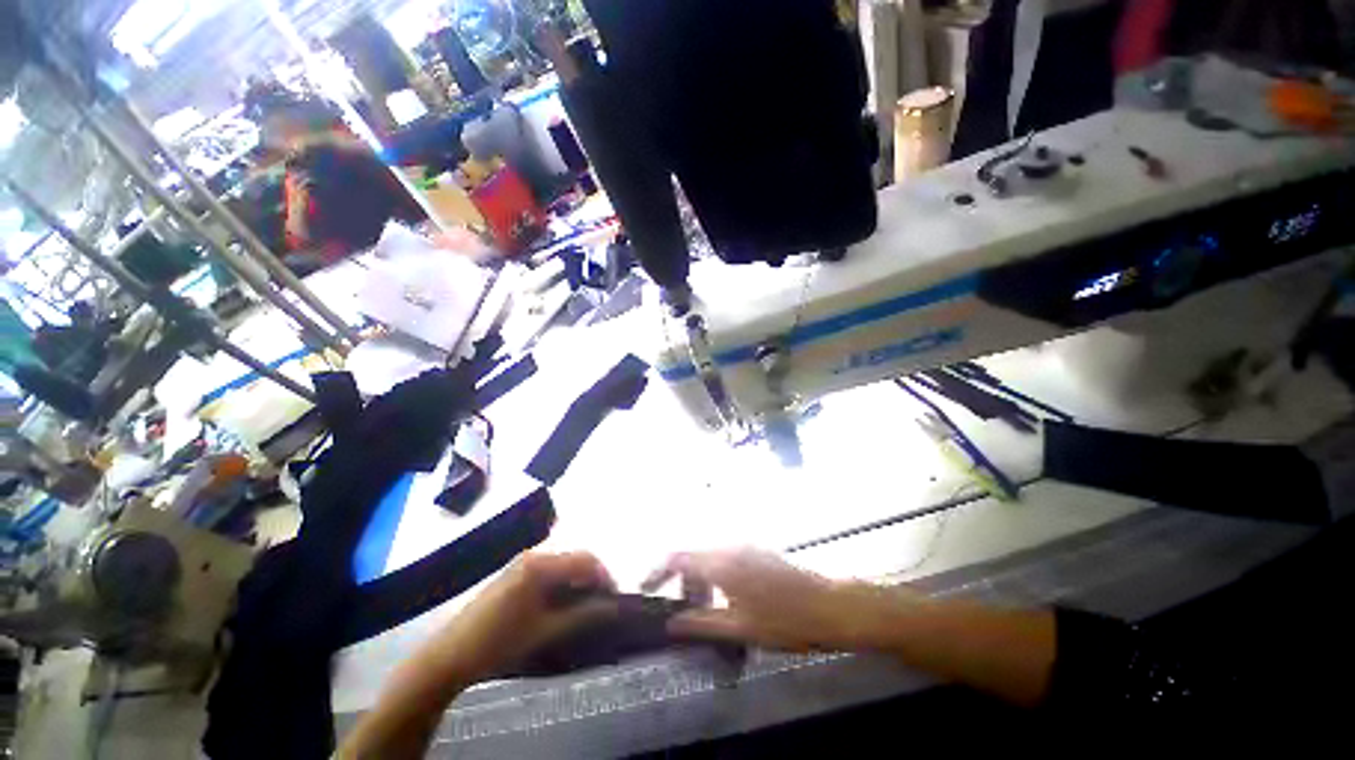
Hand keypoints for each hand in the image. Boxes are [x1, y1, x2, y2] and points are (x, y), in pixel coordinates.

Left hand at [428, 552, 618, 684]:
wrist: (451, 655)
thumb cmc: (499, 642)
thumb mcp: (546, 630)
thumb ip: (583, 614)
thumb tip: (613, 606)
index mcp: (541, 564)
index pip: (585, 560)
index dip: (604, 576)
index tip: (614, 598)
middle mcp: (534, 555)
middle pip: (574, 558)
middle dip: (592, 578)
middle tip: (602, 602)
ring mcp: (522, 563)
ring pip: (563, 564)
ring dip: (577, 581)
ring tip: (586, 605)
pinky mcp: (515, 574)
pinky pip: (549, 570)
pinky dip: (562, 583)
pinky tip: (562, 602)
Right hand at [642, 548, 913, 652]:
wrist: (829, 606)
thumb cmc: (784, 621)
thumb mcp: (739, 628)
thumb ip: (701, 623)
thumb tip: (670, 623)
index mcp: (722, 562)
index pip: (679, 557)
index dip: (658, 570)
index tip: (645, 588)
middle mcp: (730, 546)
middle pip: (694, 557)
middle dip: (682, 581)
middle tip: (682, 613)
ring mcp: (746, 547)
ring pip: (710, 558)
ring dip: (700, 580)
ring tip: (705, 611)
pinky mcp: (758, 553)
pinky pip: (726, 559)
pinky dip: (717, 577)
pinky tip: (727, 600)